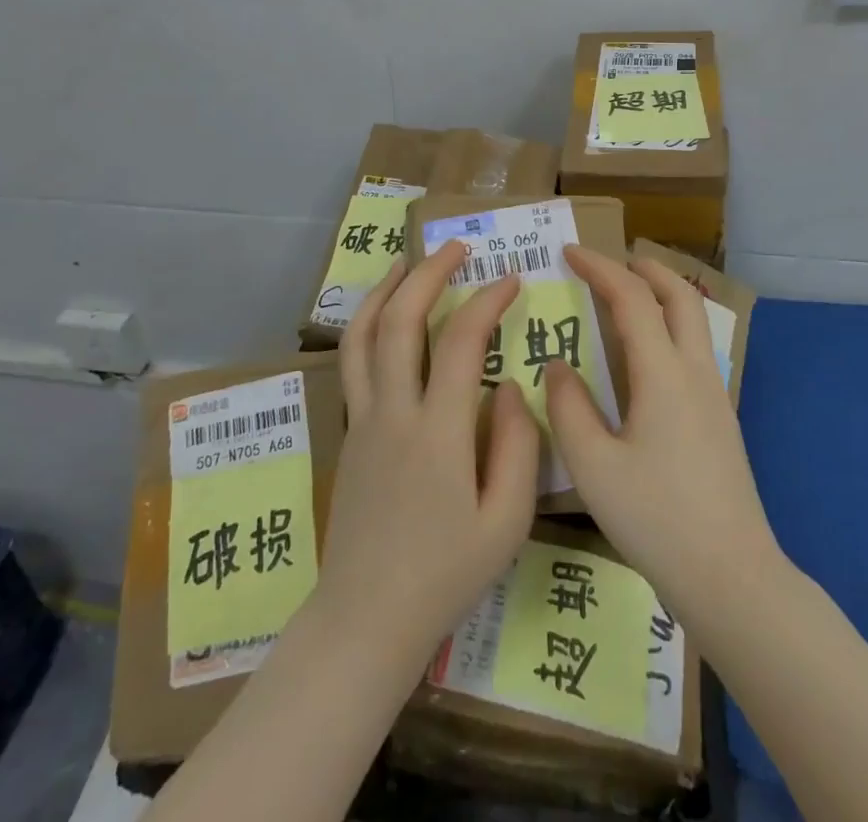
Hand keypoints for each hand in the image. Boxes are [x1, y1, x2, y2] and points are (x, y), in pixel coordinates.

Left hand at [313, 242, 539, 664]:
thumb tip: (510, 387)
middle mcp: (393, 413)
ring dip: (386, 290)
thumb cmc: (446, 574)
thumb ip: (517, 447)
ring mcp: (364, 420)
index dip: (487, 302)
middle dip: (429, 274)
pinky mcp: (350, 433)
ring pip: (362, 336)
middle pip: (400, 322)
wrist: (367, 619)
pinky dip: (367, 325)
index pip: (460, 343)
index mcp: (437, 432)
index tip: (511, 280)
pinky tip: (383, 316)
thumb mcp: (506, 522)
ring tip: (408, 261)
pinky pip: (353, 363)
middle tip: (456, 248)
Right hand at [544, 246, 781, 622]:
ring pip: (692, 322)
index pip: (631, 298)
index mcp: (663, 374)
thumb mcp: (594, 468)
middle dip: (645, 268)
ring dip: (662, 295)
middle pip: (679, 296)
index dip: (600, 268)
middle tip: (611, 261)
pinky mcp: (720, 419)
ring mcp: (714, 395)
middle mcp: (694, 372)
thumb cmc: (657, 520)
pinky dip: (668, 327)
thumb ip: (570, 408)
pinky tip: (645, 358)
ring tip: (627, 298)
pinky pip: (693, 350)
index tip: (569, 253)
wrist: (732, 576)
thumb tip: (559, 365)